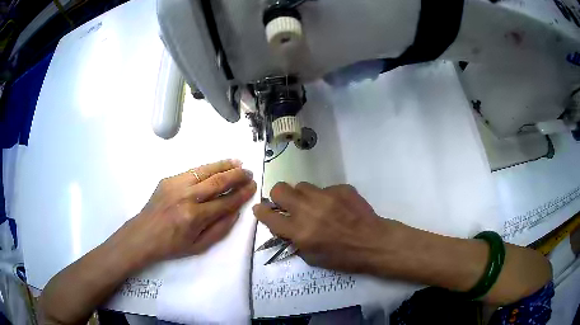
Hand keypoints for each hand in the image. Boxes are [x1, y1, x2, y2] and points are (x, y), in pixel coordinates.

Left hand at [115, 159, 256, 267]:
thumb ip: (220, 229)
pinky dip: (208, 167)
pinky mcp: (168, 179)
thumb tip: (236, 211)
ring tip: (238, 163)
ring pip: (205, 170)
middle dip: (237, 176)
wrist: (143, 234)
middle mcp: (186, 197)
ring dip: (224, 165)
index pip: (225, 202)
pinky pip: (192, 170)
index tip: (253, 187)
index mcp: (194, 217)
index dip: (241, 194)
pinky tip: (217, 166)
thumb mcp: (199, 246)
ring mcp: (176, 185)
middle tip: (249, 173)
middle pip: (217, 182)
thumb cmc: (171, 245)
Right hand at [253, 182, 397, 273]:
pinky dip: (325, 198)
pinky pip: (325, 189)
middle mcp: (308, 210)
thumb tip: (285, 228)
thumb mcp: (313, 258)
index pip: (269, 217)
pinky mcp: (341, 188)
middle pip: (280, 189)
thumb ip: (295, 242)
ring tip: (313, 205)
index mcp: (300, 232)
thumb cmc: (343, 257)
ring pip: (301, 185)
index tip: (260, 209)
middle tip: (285, 204)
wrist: (374, 242)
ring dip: (301, 195)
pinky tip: (336, 207)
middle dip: (278, 196)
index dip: (261, 211)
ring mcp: (325, 196)